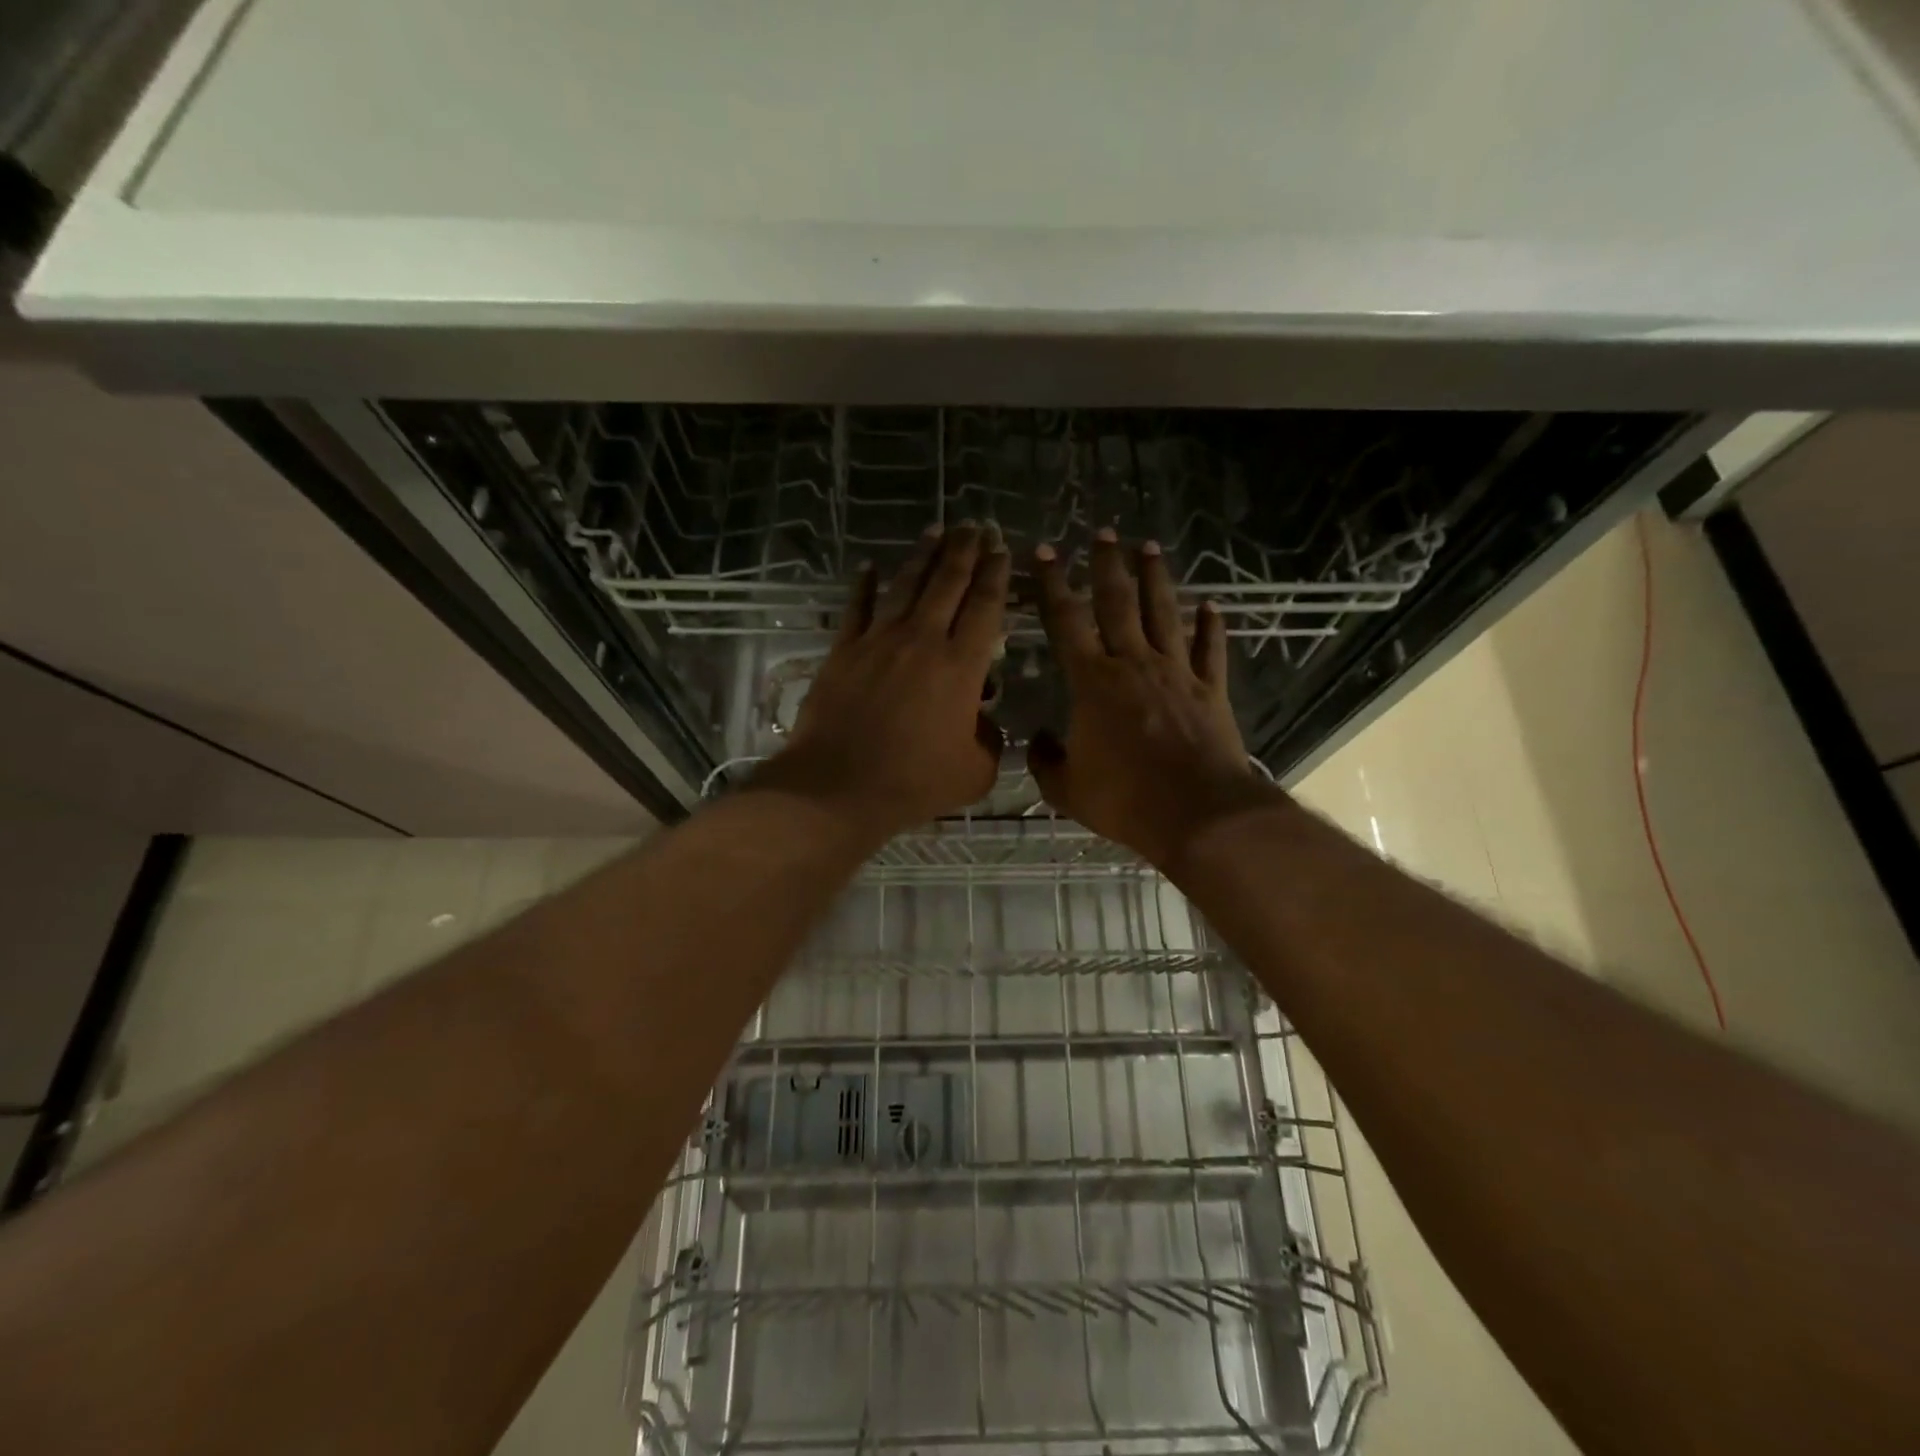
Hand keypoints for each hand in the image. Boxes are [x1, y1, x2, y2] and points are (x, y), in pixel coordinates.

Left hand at [754, 523, 1009, 841]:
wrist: (839, 786)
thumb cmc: (914, 782)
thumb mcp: (975, 771)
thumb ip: (990, 740)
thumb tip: (984, 721)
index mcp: (962, 666)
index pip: (985, 606)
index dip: (997, 574)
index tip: (1002, 549)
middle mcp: (923, 640)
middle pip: (948, 583)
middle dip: (966, 550)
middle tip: (976, 525)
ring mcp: (879, 641)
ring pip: (906, 585)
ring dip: (924, 555)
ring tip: (937, 529)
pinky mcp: (844, 650)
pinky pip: (857, 608)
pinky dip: (865, 585)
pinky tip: (870, 566)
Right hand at [1029, 529, 1278, 868]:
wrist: (1197, 813)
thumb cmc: (1125, 799)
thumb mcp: (1068, 789)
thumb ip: (1046, 762)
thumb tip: (1039, 742)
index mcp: (1092, 682)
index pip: (1066, 621)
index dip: (1053, 584)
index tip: (1046, 551)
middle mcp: (1133, 663)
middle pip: (1118, 603)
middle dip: (1107, 565)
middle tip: (1103, 532)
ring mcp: (1176, 673)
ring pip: (1163, 613)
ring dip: (1155, 579)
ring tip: (1149, 547)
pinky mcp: (1210, 690)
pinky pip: (1210, 649)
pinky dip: (1211, 626)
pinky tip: (1212, 606)